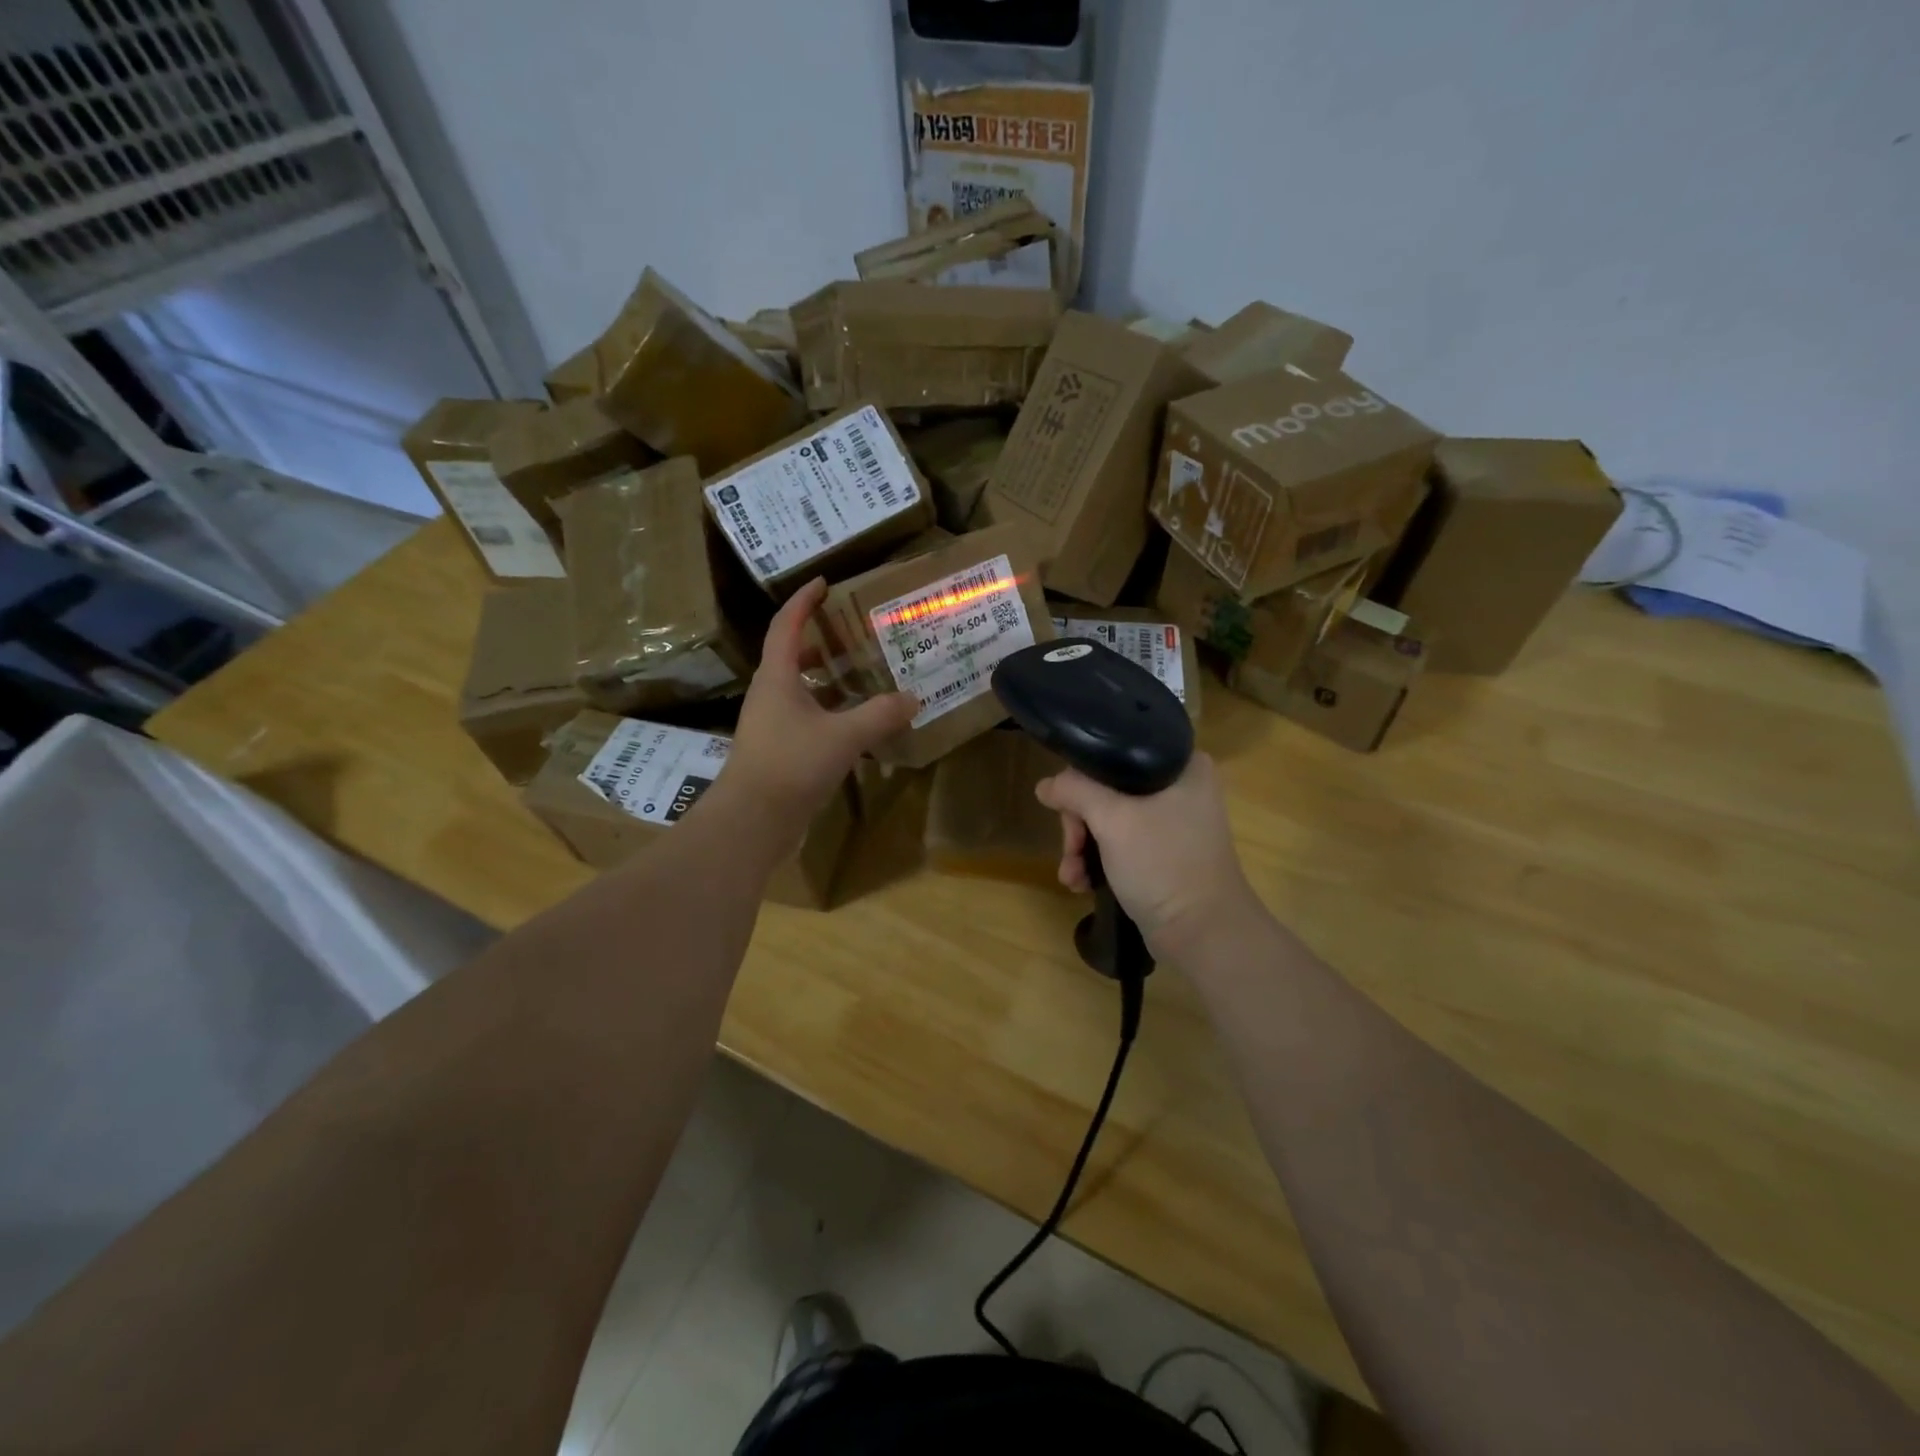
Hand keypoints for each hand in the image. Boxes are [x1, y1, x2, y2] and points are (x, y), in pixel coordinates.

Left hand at [726, 578, 917, 825]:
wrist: (752, 820)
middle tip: (853, 632)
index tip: (824, 582)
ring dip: (827, 678)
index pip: (786, 625)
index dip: (803, 601)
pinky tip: (856, 724)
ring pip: (801, 688)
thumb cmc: (791, 765)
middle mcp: (770, 694)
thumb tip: (913, 698)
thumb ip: (880, 715)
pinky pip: (807, 717)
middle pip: (792, 655)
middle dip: (820, 640)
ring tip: (861, 674)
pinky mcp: (779, 749)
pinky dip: (830, 711)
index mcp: (777, 677)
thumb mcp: (843, 736)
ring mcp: (772, 724)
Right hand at [1035, 754, 1259, 954]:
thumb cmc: (1163, 864)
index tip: (1067, 809)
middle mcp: (1179, 787)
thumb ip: (1074, 791)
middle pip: (1106, 789)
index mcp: (1181, 764)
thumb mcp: (1113, 820)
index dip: (1082, 779)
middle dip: (1078, 824)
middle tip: (1070, 849)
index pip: (1114, 753)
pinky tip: (1081, 883)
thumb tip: (1045, 785)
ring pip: (1108, 819)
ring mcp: (1172, 822)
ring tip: (1071, 876)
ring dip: (1082, 847)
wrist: (1202, 934)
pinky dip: (1098, 861)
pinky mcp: (1163, 853)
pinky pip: (1120, 844)